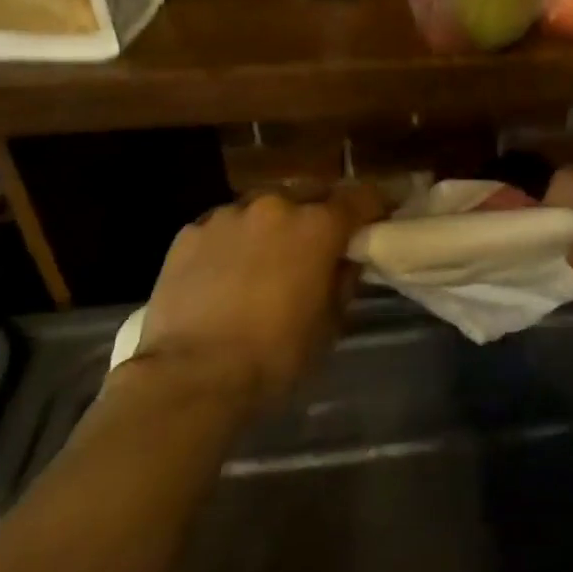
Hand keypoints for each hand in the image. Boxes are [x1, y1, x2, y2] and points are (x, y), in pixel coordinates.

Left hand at [130, 186, 384, 409]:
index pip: (362, 197)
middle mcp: (276, 206)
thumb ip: (343, 279)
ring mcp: (228, 215)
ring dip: (273, 224)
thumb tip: (346, 258)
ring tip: (266, 256)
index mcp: (318, 226)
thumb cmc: (274, 356)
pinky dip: (233, 240)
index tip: (383, 213)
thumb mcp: (329, 324)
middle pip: (311, 193)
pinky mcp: (189, 232)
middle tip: (319, 240)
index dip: (377, 204)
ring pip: (263, 206)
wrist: (190, 378)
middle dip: (320, 211)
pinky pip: (224, 227)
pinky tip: (225, 272)